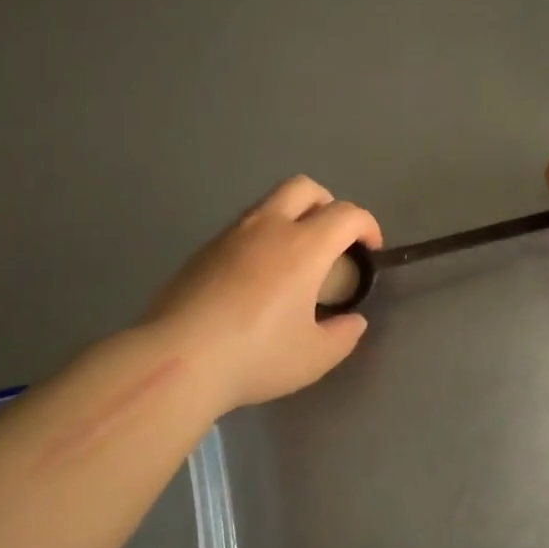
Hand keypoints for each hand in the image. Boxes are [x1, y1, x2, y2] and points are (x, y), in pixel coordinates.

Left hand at [144, 176, 380, 410]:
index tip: (371, 250)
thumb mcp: (314, 357)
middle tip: (333, 240)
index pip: (346, 214)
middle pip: (304, 188)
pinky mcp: (202, 251)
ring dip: (291, 218)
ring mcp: (230, 235)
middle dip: (328, 204)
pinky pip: (242, 229)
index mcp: (304, 246)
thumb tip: (352, 321)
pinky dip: (261, 239)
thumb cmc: (256, 356)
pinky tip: (256, 279)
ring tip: (294, 261)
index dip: (367, 226)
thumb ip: (343, 335)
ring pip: (268, 204)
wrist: (177, 360)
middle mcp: (268, 227)